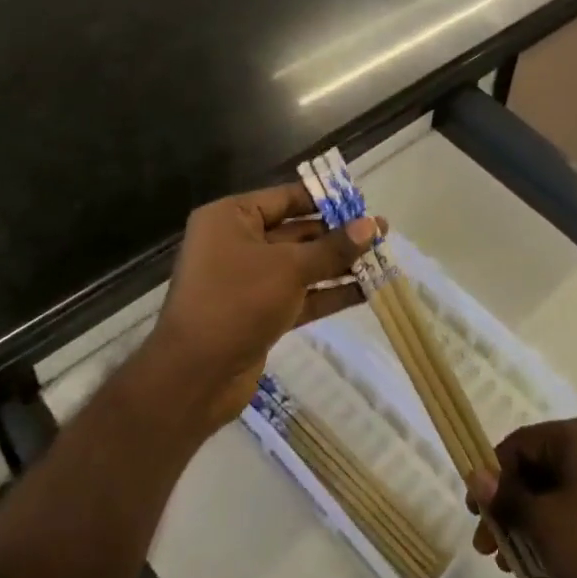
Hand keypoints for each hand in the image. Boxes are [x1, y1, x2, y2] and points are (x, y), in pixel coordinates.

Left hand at [143, 184, 378, 435]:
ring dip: (339, 264)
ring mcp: (248, 281)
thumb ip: (333, 248)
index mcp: (231, 218)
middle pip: (297, 231)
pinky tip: (366, 291)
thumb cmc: (236, 302)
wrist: (194, 379)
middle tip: (381, 233)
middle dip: (339, 235)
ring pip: (302, 265)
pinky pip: (300, 294)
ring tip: (382, 260)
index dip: (325, 199)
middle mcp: (237, 243)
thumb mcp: (289, 268)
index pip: (286, 198)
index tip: (362, 202)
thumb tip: (372, 225)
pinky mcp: (259, 313)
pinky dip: (329, 293)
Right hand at [466, 415, 576, 577]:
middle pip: (543, 467)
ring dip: (534, 523)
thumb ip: (508, 498)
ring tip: (514, 564)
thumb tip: (477, 475)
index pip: (521, 443)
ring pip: (564, 492)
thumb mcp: (545, 524)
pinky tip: (548, 565)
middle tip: (490, 547)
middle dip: (512, 506)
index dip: (492, 476)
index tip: (475, 514)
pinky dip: (563, 530)